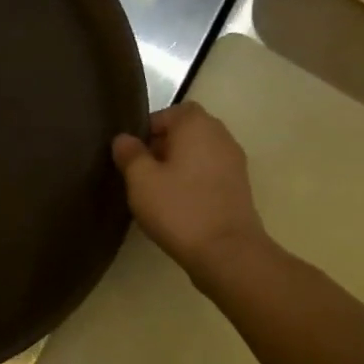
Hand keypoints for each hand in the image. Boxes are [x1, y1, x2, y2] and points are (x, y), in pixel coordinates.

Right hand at [111, 103, 267, 280]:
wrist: (226, 252)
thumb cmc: (179, 208)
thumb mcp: (140, 180)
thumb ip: (130, 154)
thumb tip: (124, 139)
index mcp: (197, 126)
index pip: (172, 111)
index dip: (150, 127)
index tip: (133, 151)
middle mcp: (221, 137)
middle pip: (188, 129)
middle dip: (164, 144)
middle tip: (142, 169)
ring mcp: (234, 163)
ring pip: (200, 151)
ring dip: (179, 162)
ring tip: (157, 187)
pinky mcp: (239, 187)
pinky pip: (210, 171)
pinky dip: (193, 178)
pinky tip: (177, 202)